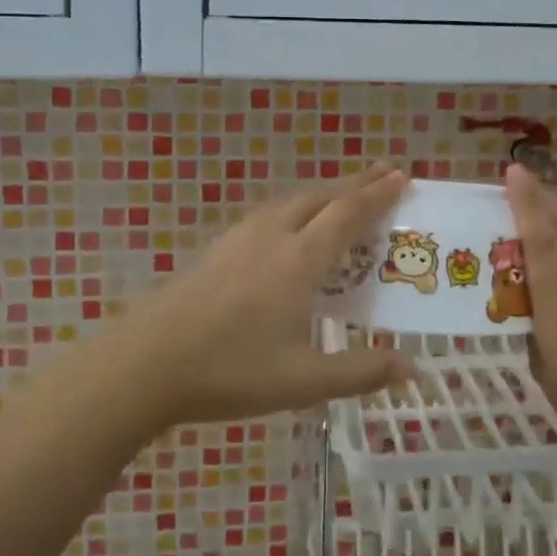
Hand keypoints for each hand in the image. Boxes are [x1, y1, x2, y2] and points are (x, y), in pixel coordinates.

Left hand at [111, 166, 415, 428]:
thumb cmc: (230, 370)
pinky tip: (290, 227)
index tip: (402, 176)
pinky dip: (297, 208)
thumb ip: (359, 372)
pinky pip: (270, 213)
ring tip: (344, 196)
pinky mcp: (218, 250)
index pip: (347, 214)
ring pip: (292, 201)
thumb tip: (410, 367)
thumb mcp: (303, 381)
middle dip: (356, 183)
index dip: (377, 195)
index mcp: (299, 260)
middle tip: (384, 174)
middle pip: (321, 196)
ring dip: (325, 193)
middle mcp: (273, 237)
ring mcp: (240, 239)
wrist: (146, 362)